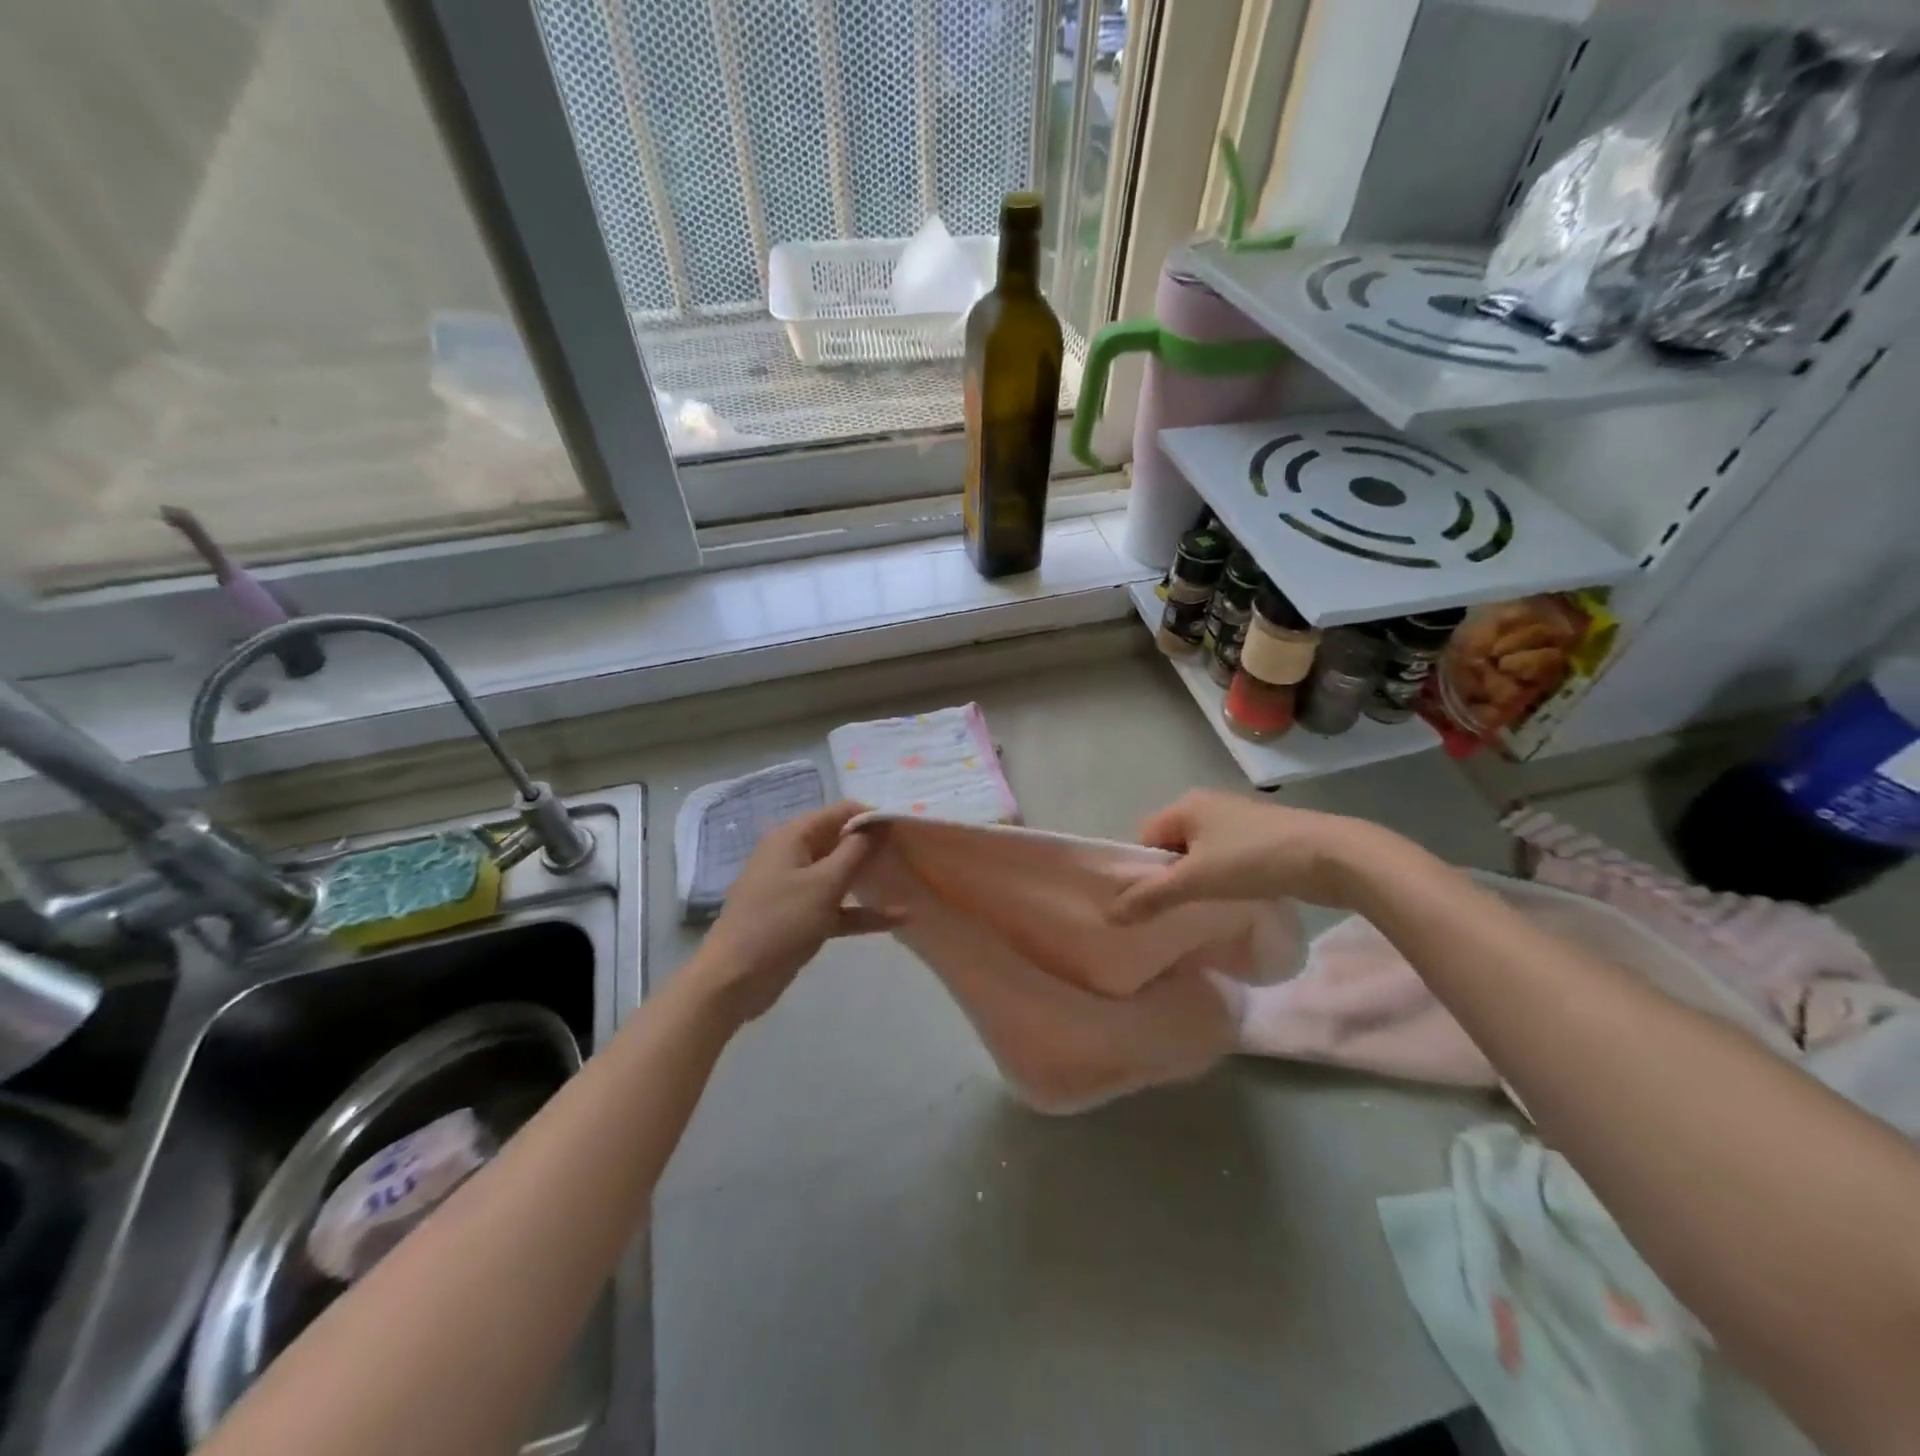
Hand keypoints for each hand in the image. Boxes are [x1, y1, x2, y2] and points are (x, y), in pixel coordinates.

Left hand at [691, 801, 899, 1022]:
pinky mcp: (801, 918)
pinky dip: (862, 911)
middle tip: (912, 853)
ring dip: (870, 878)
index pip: (840, 812)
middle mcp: (794, 855)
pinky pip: (837, 907)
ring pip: (840, 875)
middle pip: (841, 841)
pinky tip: (897, 919)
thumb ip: (856, 851)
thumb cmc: (779, 922)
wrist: (734, 979)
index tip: (906, 828)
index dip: (873, 816)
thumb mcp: (824, 884)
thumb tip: (880, 822)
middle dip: (875, 846)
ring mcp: (797, 888)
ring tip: (909, 878)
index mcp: (793, 837)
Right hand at [1107, 790, 1385, 922]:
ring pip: (1200, 854)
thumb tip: (1109, 915)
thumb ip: (1150, 897)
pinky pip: (1225, 858)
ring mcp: (1237, 819)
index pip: (1144, 838)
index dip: (1142, 870)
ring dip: (1198, 881)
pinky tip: (1232, 899)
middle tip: (1175, 910)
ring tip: (1204, 909)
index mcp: (1185, 804)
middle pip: (1171, 846)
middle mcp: (1207, 804)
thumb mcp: (1195, 880)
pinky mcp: (1262, 836)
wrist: (1332, 856)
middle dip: (1170, 878)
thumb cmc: (1253, 859)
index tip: (1150, 903)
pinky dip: (1222, 878)